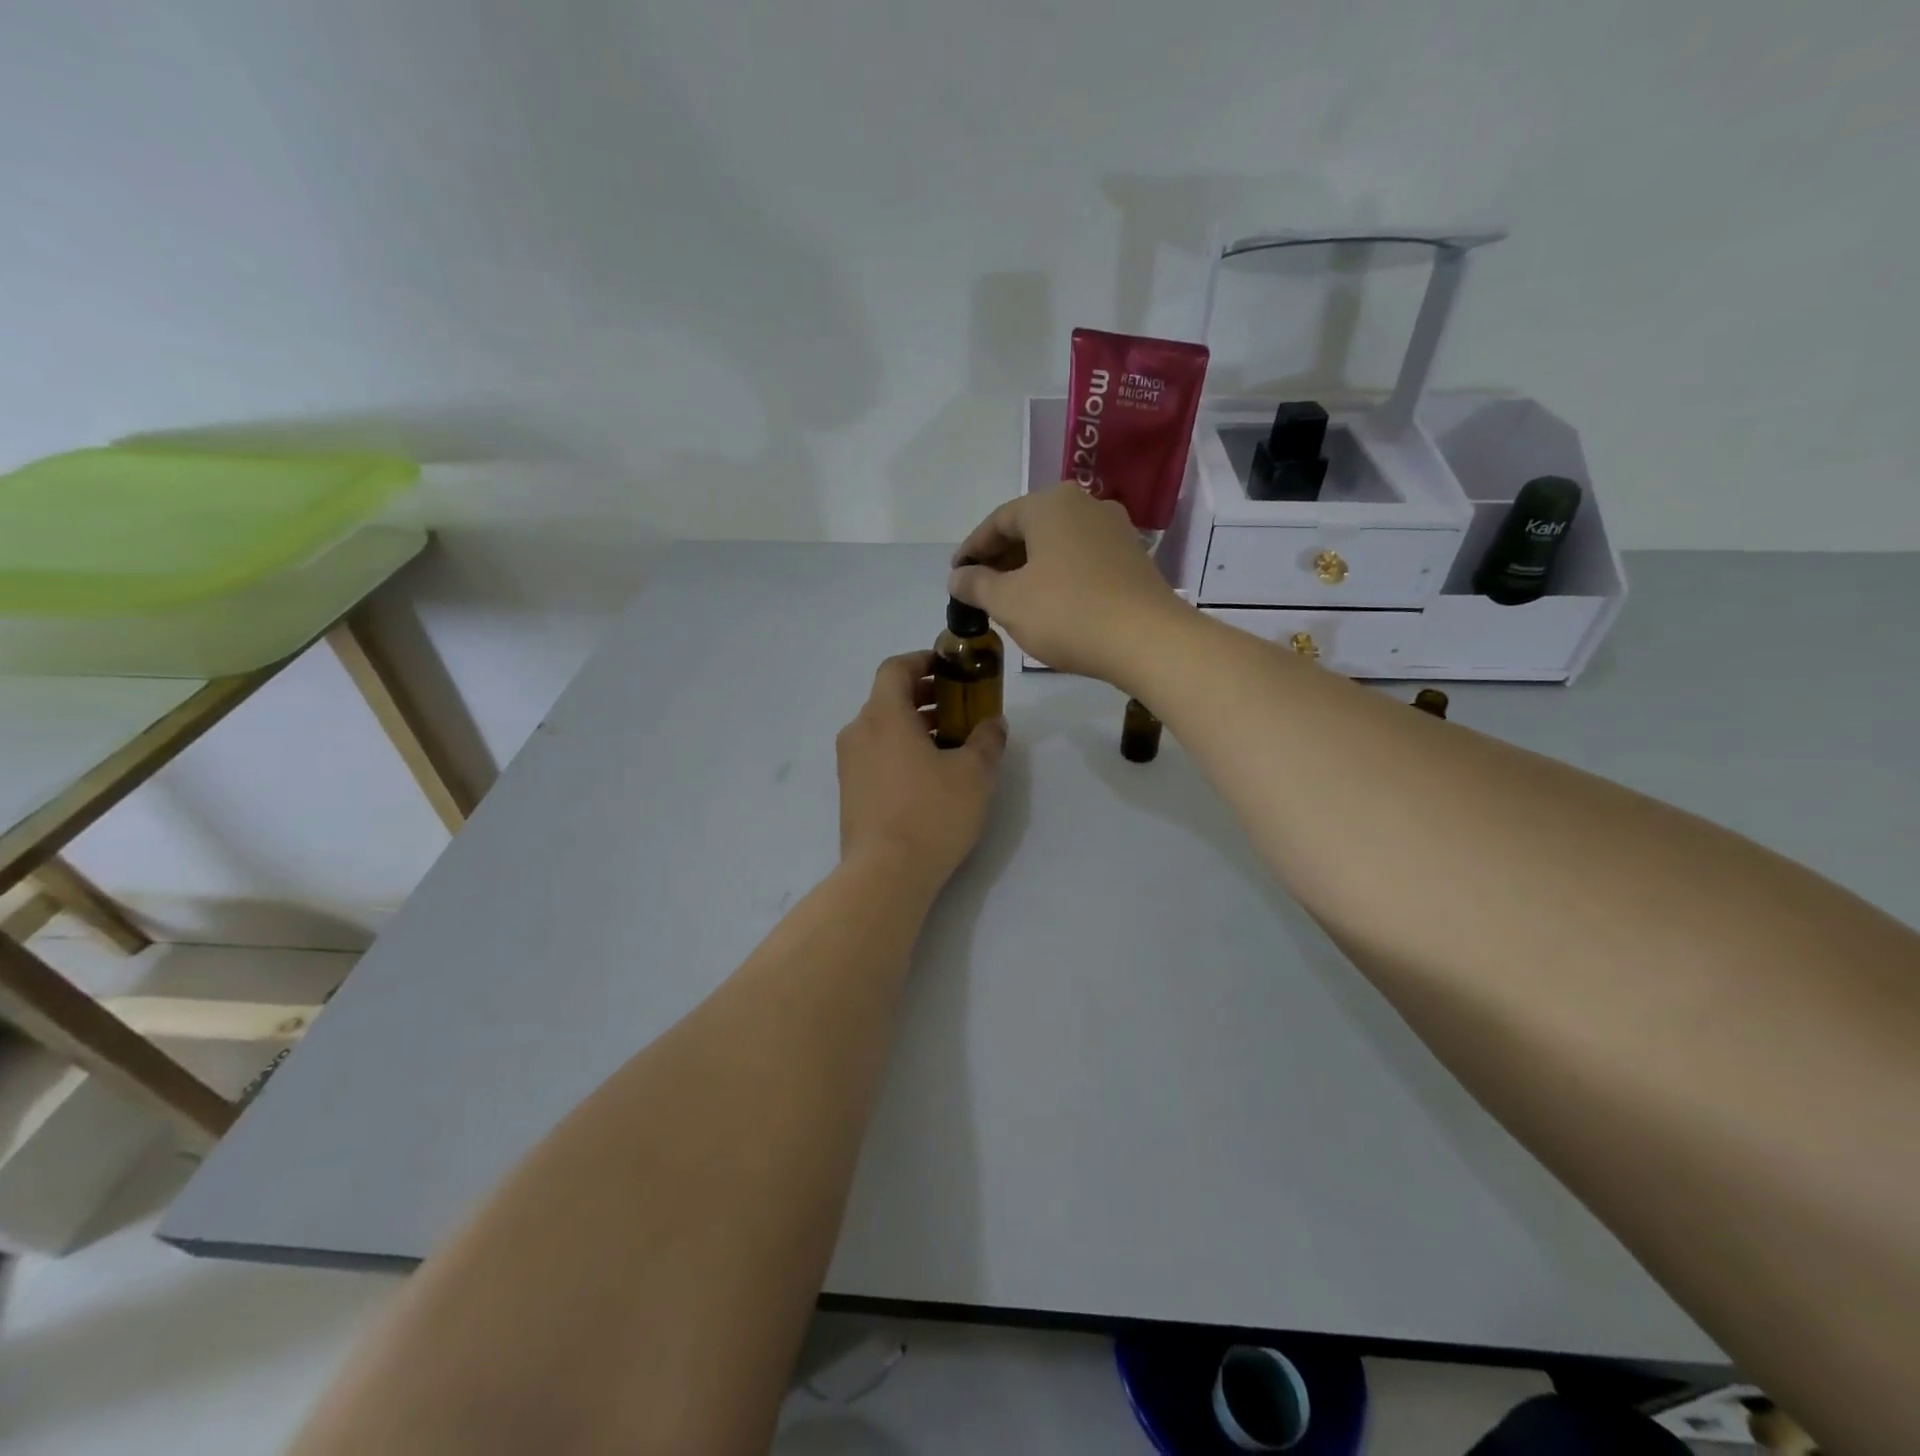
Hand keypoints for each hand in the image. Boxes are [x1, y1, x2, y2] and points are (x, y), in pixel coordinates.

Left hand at [836, 652, 1006, 886]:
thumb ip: (987, 740)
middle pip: (888, 698)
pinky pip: (875, 755)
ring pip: (881, 728)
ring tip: (950, 743)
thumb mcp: (974, 773)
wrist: (885, 874)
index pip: (895, 668)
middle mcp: (858, 732)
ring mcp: (849, 764)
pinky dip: (900, 750)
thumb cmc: (932, 813)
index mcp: (884, 715)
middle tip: (959, 706)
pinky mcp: (849, 792)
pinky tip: (928, 775)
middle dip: (924, 696)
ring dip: (914, 725)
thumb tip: (993, 723)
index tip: (949, 667)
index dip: (922, 660)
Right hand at [948, 482, 1183, 684]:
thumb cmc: (1067, 613)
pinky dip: (1058, 575)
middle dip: (1001, 559)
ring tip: (1011, 600)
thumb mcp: (1008, 602)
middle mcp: (1085, 506)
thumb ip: (976, 585)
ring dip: (1029, 568)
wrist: (1147, 640)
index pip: (998, 521)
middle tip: (980, 590)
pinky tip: (1049, 604)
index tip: (956, 576)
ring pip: (1058, 545)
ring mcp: (1115, 531)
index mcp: (1051, 504)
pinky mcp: (1133, 559)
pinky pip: (1082, 560)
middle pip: (1030, 529)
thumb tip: (957, 577)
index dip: (972, 549)